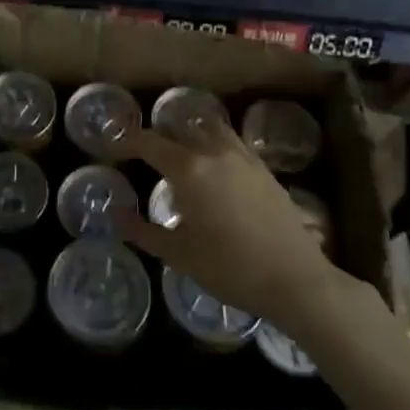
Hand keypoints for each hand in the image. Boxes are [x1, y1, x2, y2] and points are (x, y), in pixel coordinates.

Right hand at [119, 123, 374, 335]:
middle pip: (178, 129)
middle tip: (143, 154)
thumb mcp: (178, 253)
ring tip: (179, 152)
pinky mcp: (264, 168)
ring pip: (209, 129)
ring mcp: (243, 157)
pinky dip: (215, 144)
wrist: (294, 279)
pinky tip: (214, 167)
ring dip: (189, 134)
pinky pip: (232, 142)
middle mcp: (214, 152)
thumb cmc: (229, 268)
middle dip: (157, 137)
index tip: (114, 149)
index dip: (127, 142)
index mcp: (188, 169)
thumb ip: (142, 230)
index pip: (149, 142)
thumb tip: (116, 214)